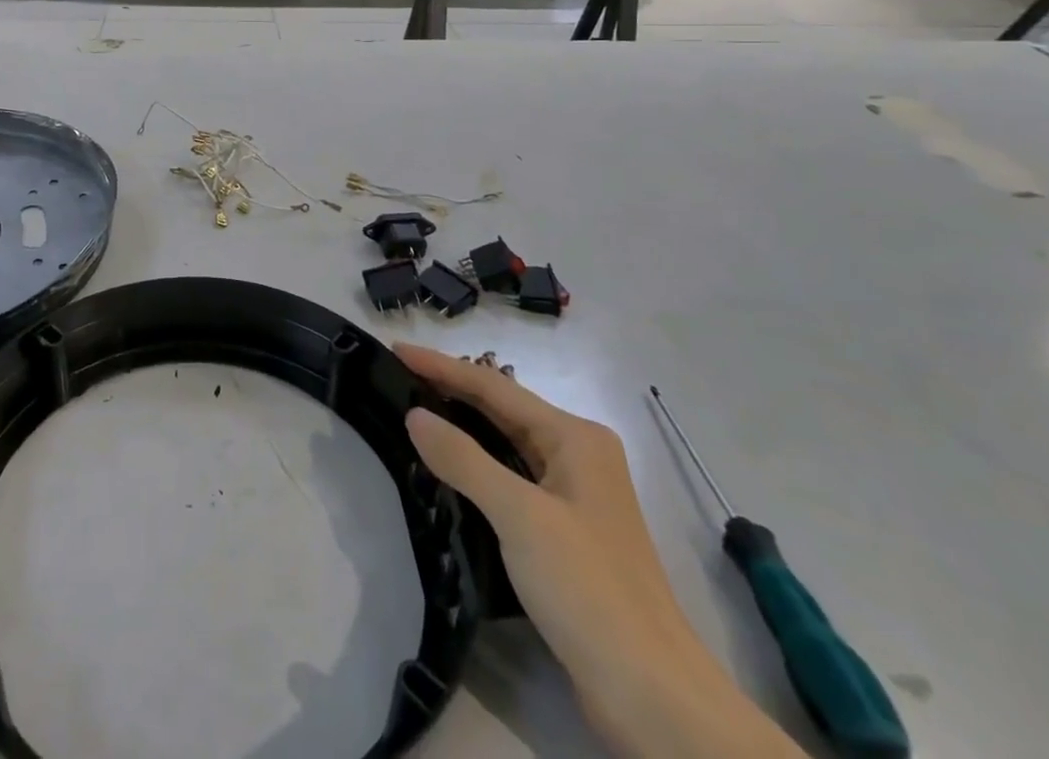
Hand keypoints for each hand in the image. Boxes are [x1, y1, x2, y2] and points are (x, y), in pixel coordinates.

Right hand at [398, 345, 804, 758]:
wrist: (653, 697)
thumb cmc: (588, 589)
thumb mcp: (519, 516)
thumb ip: (463, 459)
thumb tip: (415, 415)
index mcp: (575, 437)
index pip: (494, 386)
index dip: (442, 366)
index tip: (396, 350)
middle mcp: (578, 455)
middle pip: (501, 409)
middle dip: (450, 391)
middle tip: (398, 378)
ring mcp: (573, 495)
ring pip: (505, 443)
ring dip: (461, 427)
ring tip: (413, 412)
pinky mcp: (564, 532)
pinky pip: (509, 477)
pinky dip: (475, 465)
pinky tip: (446, 468)